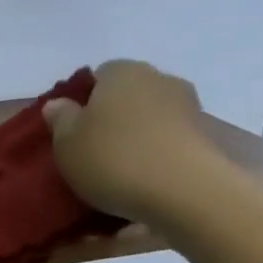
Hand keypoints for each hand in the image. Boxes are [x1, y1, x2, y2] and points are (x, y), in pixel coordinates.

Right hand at [42, 59, 222, 223]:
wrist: (183, 190)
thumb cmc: (114, 159)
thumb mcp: (67, 143)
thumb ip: (60, 120)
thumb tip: (58, 104)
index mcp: (122, 72)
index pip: (99, 75)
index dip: (85, 102)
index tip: (75, 132)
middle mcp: (159, 79)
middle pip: (128, 96)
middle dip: (113, 119)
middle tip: (95, 153)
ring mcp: (187, 107)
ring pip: (151, 119)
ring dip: (138, 138)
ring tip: (122, 173)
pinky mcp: (205, 137)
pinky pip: (169, 143)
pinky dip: (157, 157)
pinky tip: (146, 183)